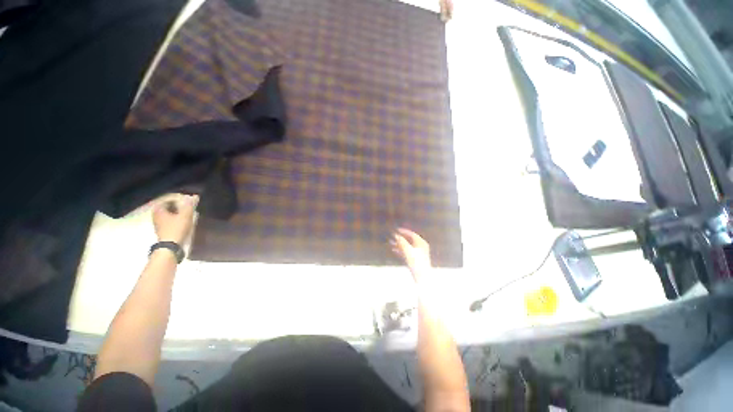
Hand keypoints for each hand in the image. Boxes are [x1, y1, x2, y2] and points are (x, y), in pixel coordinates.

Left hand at [152, 194, 198, 243]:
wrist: (170, 247)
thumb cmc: (176, 228)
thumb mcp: (185, 215)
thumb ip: (190, 205)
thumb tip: (194, 196)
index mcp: (159, 209)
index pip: (168, 199)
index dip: (179, 198)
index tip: (189, 199)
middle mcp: (156, 215)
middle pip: (168, 206)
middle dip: (178, 205)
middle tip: (189, 205)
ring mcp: (158, 223)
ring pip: (169, 214)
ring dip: (178, 212)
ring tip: (188, 213)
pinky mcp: (162, 230)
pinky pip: (170, 220)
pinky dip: (176, 218)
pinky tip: (184, 221)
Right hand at [391, 228, 431, 280]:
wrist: (422, 277)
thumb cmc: (416, 262)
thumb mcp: (408, 251)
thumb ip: (402, 242)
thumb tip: (396, 235)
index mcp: (421, 243)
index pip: (412, 234)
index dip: (404, 231)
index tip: (396, 230)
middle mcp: (421, 247)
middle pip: (409, 240)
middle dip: (400, 238)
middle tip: (392, 237)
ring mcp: (418, 253)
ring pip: (407, 246)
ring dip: (399, 244)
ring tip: (390, 243)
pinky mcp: (416, 259)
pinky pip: (407, 252)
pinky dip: (401, 250)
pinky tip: (394, 250)